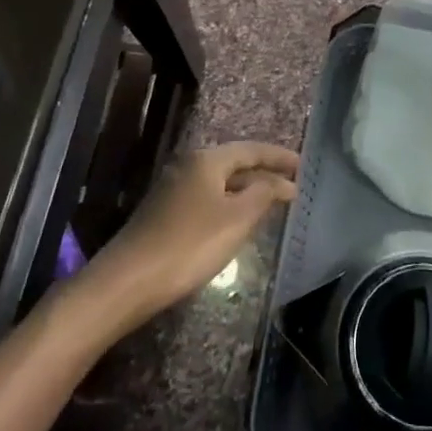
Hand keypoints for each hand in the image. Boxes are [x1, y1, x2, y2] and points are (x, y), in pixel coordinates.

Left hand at [102, 142, 299, 315]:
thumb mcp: (236, 219)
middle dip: (263, 172)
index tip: (303, 165)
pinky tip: (237, 221)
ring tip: (271, 200)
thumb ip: (263, 194)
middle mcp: (188, 166)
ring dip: (246, 189)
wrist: (128, 281)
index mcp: (207, 160)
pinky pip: (207, 198)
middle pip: (234, 163)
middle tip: (291, 182)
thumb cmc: (189, 245)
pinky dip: (229, 203)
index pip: (251, 150)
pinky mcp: (164, 213)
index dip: (279, 157)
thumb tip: (281, 181)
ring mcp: (173, 189)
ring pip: (220, 182)